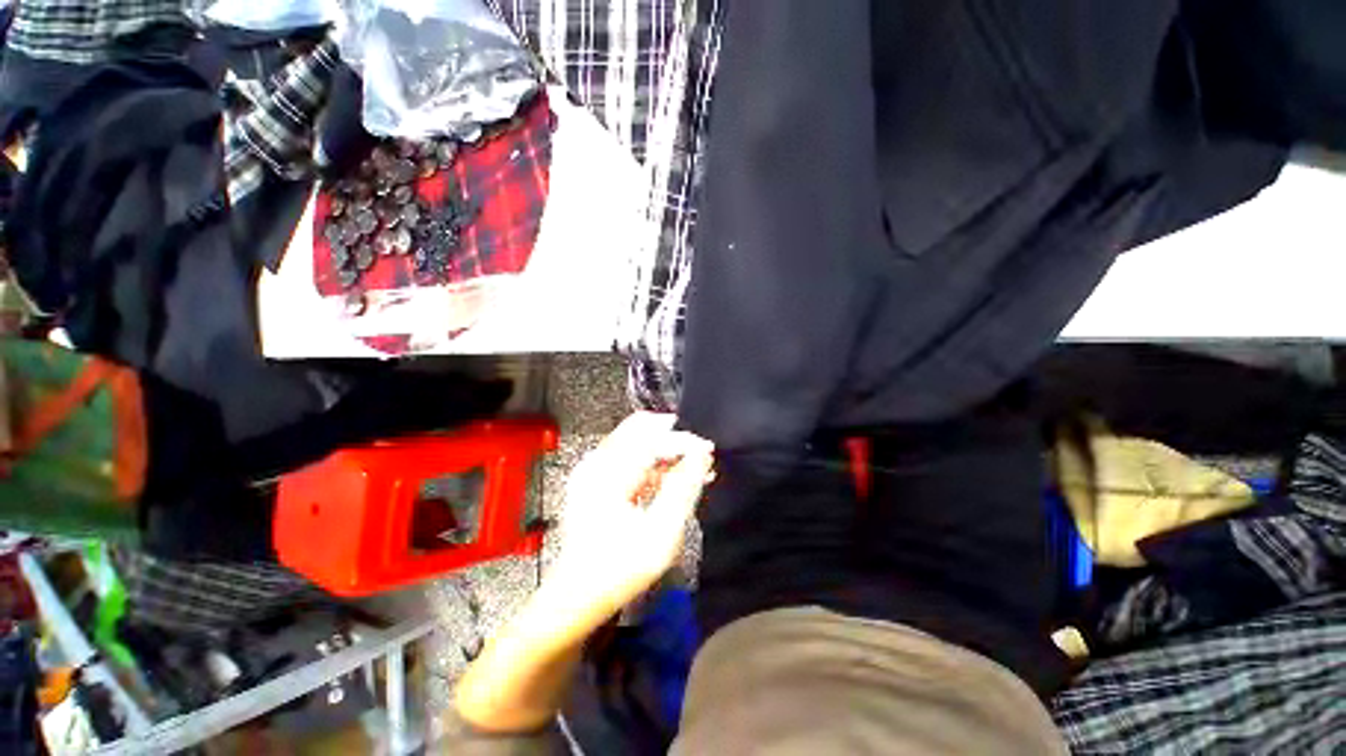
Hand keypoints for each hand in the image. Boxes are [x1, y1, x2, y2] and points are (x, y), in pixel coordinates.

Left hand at [453, 413, 712, 733]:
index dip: (684, 440)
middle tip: (702, 458)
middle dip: (675, 441)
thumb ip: (683, 489)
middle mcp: (596, 462)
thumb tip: (702, 455)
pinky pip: (629, 457)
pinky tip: (674, 478)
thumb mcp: (660, 534)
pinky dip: (653, 463)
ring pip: (636, 441)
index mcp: (608, 473)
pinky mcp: (595, 479)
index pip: (651, 436)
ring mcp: (592, 469)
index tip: (709, 452)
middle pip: (641, 430)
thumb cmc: (618, 570)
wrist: (576, 596)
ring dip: (666, 451)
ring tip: (694, 469)